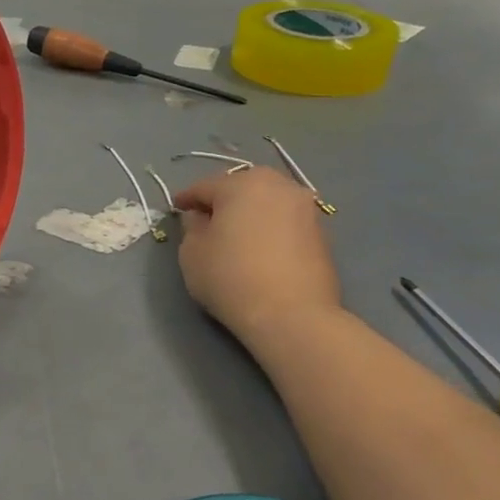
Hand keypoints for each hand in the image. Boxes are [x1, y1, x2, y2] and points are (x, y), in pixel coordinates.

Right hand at [175, 167, 341, 343]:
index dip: (187, 199)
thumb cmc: (230, 278)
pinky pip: (285, 221)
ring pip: (268, 201)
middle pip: (242, 187)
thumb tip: (201, 217)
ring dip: (250, 211)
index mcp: (242, 185)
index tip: (177, 209)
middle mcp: (278, 186)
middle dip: (223, 199)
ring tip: (236, 233)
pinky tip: (260, 247)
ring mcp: (305, 208)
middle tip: (207, 218)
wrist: (291, 315)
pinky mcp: (322, 232)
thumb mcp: (192, 253)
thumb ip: (192, 227)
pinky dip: (270, 227)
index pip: (205, 186)